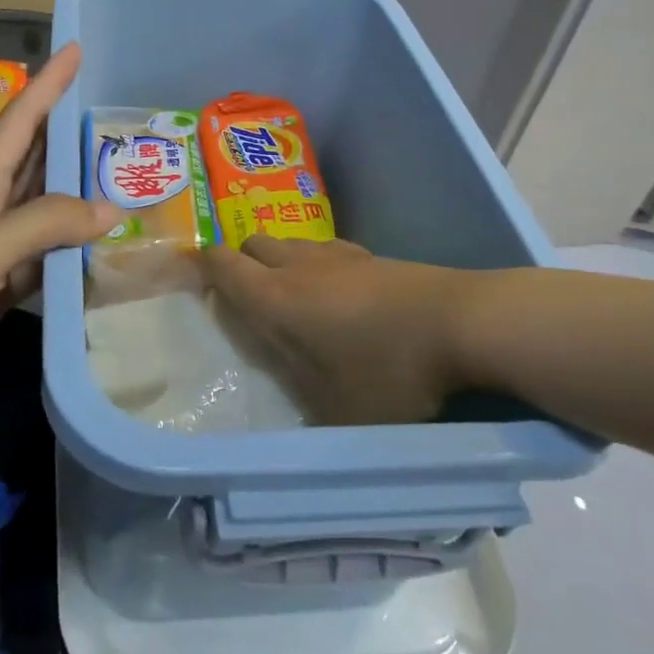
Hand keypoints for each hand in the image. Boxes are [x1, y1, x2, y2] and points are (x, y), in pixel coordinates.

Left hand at [0, 42, 118, 451]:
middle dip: (69, 129)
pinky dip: (75, 248)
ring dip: (79, 189)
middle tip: (116, 111)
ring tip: (123, 173)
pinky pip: (47, 258)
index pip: (19, 124)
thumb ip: (40, 224)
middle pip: (34, 159)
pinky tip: (101, 249)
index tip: (77, 48)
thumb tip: (110, 209)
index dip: (47, 84)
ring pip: (45, 209)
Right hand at [203, 237, 483, 425]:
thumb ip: (301, 401)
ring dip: (279, 260)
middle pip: (254, 243)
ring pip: (291, 243)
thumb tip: (284, 406)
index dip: (202, 264)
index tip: (191, 271)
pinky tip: (337, 291)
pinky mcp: (371, 256)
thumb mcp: (338, 410)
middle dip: (241, 261)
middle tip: (245, 295)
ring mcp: (338, 255)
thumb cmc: (390, 373)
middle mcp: (300, 267)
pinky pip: (324, 249)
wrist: (462, 323)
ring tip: (291, 294)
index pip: (224, 265)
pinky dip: (315, 263)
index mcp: (277, 299)